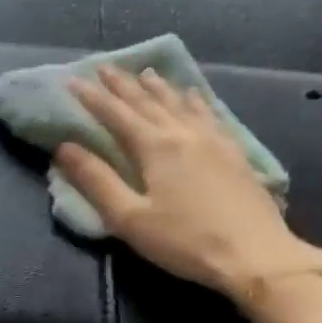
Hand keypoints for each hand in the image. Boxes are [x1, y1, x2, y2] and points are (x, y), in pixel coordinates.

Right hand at [54, 66, 321, 308]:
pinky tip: (193, 96)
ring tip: (146, 73)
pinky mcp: (234, 152)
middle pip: (147, 101)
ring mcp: (213, 140)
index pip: (115, 113)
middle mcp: (183, 133)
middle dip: (122, 84)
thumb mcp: (130, 218)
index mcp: (155, 147)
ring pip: (179, 103)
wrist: (257, 256)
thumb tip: (64, 147)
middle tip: (104, 66)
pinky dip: (195, 100)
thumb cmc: (186, 242)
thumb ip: (97, 181)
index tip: (72, 79)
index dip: (91, 97)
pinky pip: (209, 114)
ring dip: (158, 87)